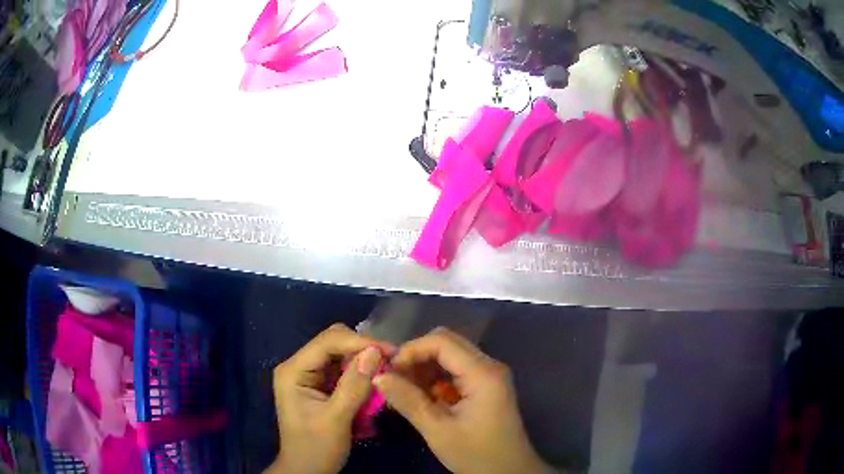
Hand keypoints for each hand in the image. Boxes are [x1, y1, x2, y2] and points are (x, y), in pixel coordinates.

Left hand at [266, 324, 393, 473]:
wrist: (306, 471)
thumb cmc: (316, 449)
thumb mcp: (337, 420)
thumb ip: (354, 386)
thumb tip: (375, 352)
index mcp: (294, 371)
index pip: (328, 342)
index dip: (360, 342)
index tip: (391, 351)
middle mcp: (299, 366)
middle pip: (333, 342)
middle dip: (361, 349)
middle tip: (389, 362)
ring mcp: (309, 375)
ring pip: (340, 353)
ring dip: (363, 361)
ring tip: (386, 372)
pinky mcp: (319, 385)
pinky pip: (343, 369)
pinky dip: (360, 373)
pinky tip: (374, 382)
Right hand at [373, 327, 553, 473]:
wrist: (509, 473)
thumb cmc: (476, 454)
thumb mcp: (437, 430)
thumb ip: (408, 400)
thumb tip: (377, 376)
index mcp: (483, 373)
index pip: (442, 341)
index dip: (411, 350)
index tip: (388, 370)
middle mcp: (489, 366)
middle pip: (447, 343)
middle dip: (416, 357)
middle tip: (393, 379)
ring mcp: (489, 375)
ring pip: (450, 356)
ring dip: (424, 368)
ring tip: (403, 390)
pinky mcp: (486, 386)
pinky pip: (456, 371)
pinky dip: (436, 379)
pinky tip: (421, 397)